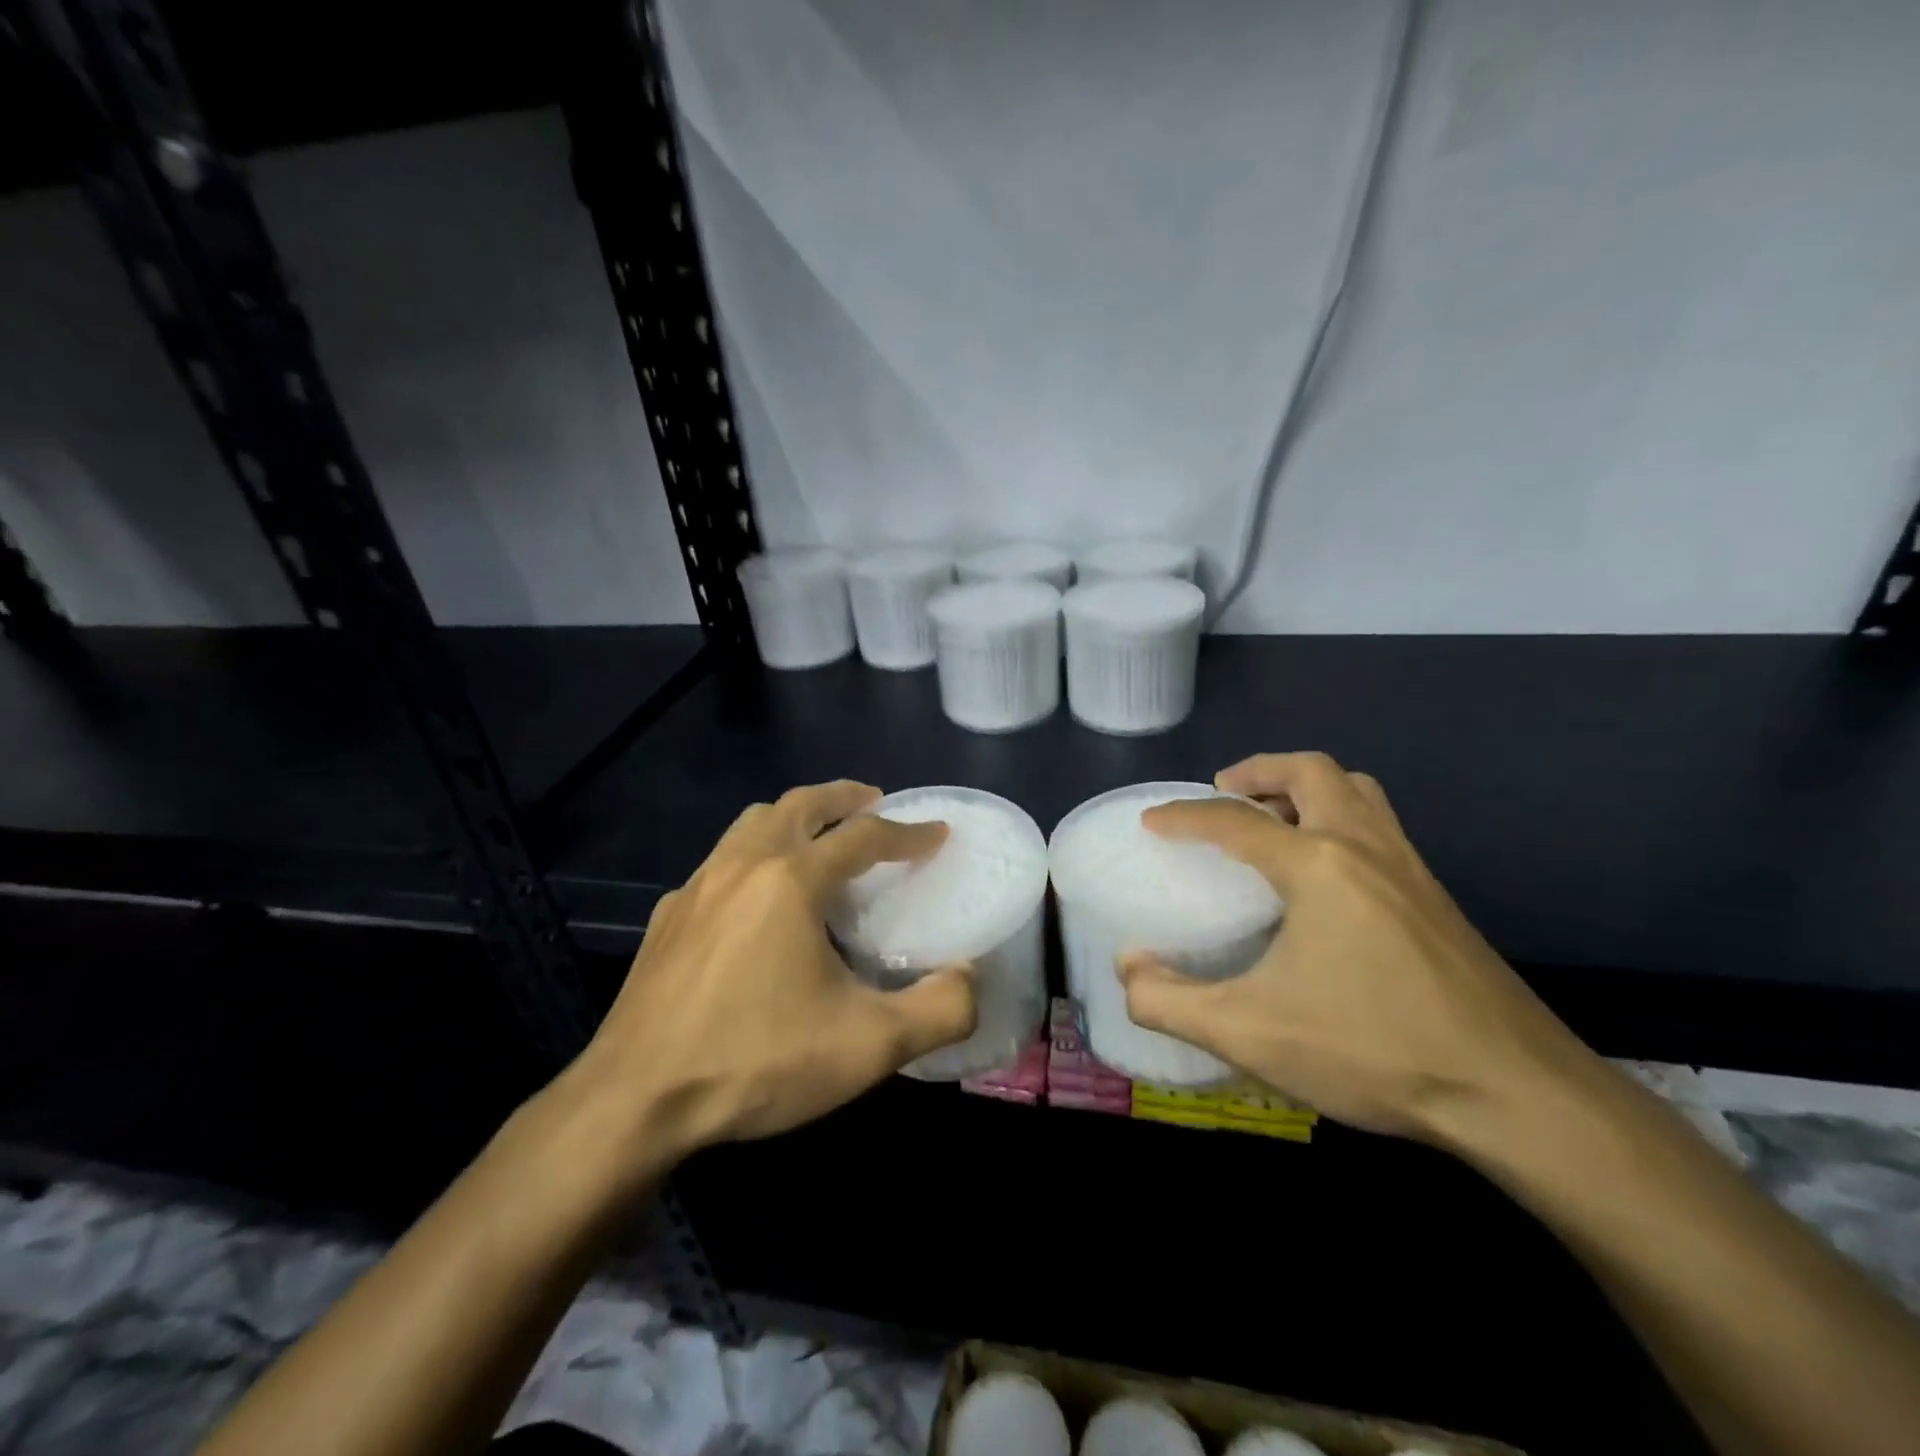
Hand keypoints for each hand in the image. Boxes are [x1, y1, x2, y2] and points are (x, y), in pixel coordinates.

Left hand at [561, 781, 976, 1169]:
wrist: (634, 1102)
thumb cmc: (757, 1061)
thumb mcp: (867, 1047)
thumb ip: (939, 1010)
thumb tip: (971, 979)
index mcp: (792, 881)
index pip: (863, 837)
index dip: (908, 833)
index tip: (937, 833)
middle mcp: (743, 865)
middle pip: (800, 805)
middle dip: (844, 798)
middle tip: (875, 803)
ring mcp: (697, 887)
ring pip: (752, 823)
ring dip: (795, 817)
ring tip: (820, 837)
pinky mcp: (669, 917)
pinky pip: (720, 863)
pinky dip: (753, 856)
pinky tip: (757, 899)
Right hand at [1119, 752, 1589, 1143]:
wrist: (1517, 1095)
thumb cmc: (1374, 1050)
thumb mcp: (1250, 1032)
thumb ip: (1171, 1002)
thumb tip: (1127, 970)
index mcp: (1318, 865)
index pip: (1235, 820)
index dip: (1184, 816)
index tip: (1152, 822)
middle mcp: (1367, 848)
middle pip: (1312, 772)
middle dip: (1260, 771)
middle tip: (1225, 792)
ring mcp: (1412, 870)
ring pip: (1357, 791)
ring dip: (1308, 787)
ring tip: (1274, 818)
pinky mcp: (1438, 900)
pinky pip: (1380, 826)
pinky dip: (1340, 819)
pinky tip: (1327, 876)